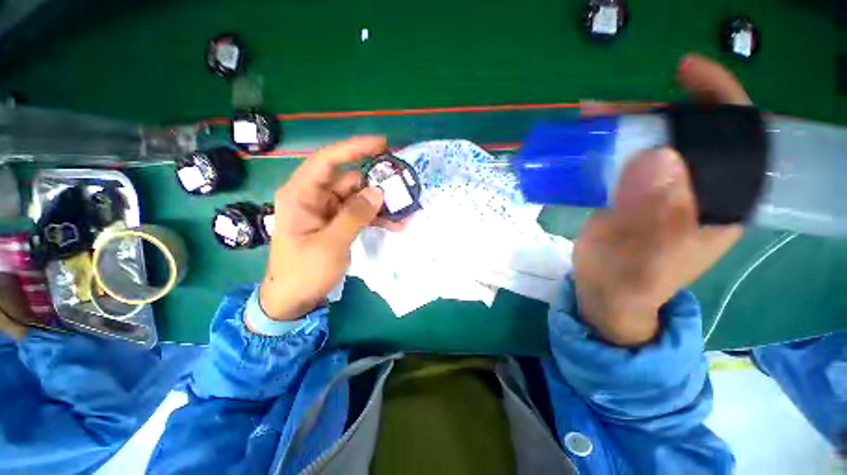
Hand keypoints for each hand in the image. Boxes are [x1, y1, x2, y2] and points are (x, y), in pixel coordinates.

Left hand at [259, 136, 395, 320]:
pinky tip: (395, 225)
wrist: (294, 298)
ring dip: (380, 205)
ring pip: (358, 198)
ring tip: (403, 213)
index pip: (327, 160)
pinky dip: (375, 217)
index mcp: (301, 194)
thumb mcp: (331, 243)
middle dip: (375, 185)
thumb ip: (355, 215)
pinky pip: (359, 213)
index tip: (382, 144)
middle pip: (349, 180)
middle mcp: (314, 197)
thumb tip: (378, 191)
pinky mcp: (336, 223)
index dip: (354, 148)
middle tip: (401, 190)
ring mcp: (327, 211)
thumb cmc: (304, 270)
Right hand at [573, 53, 747, 345]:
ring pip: (647, 144)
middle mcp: (694, 188)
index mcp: (719, 201)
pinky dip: (603, 146)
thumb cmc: (629, 284)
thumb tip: (658, 157)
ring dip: (619, 127)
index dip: (717, 99)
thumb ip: (655, 217)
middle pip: (683, 134)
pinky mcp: (628, 193)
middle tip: (607, 110)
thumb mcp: (645, 258)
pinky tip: (584, 143)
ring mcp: (658, 189)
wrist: (604, 295)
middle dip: (649, 113)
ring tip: (588, 120)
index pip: (736, 138)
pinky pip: (621, 159)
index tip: (685, 72)